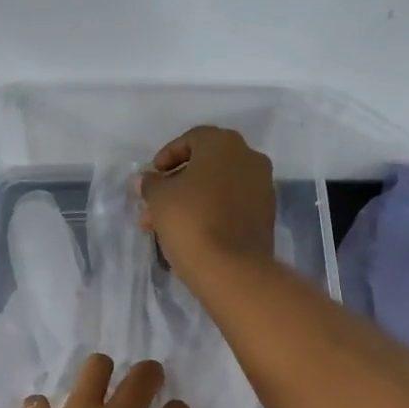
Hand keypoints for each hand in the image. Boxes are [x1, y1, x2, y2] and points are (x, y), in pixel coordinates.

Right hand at [136, 125, 276, 279]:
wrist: (232, 268)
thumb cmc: (191, 221)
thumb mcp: (159, 198)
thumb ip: (150, 183)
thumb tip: (143, 180)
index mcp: (224, 144)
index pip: (192, 139)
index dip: (167, 156)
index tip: (152, 177)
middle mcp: (249, 158)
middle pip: (205, 165)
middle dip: (176, 184)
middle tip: (153, 204)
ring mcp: (262, 187)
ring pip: (217, 188)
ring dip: (190, 201)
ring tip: (162, 225)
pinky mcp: (265, 216)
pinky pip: (231, 206)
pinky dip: (210, 213)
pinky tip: (188, 233)